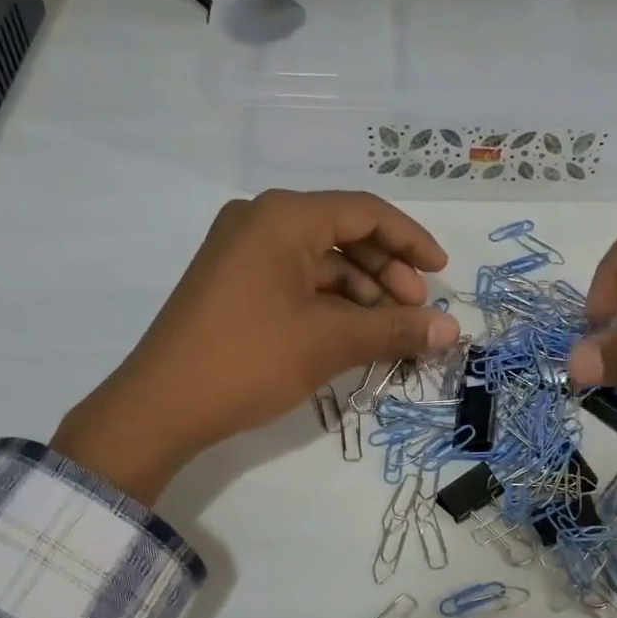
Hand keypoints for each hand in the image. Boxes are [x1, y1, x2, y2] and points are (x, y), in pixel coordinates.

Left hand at [52, 190, 458, 501]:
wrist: (162, 405)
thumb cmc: (250, 360)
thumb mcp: (330, 343)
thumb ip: (395, 329)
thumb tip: (454, 330)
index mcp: (284, 217)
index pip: (365, 212)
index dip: (410, 241)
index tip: (442, 273)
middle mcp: (260, 220)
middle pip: (342, 233)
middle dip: (386, 272)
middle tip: (414, 312)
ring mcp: (240, 251)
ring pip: (319, 260)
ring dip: (359, 292)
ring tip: (385, 332)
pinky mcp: (231, 282)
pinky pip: (294, 279)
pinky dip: (328, 303)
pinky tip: (348, 335)